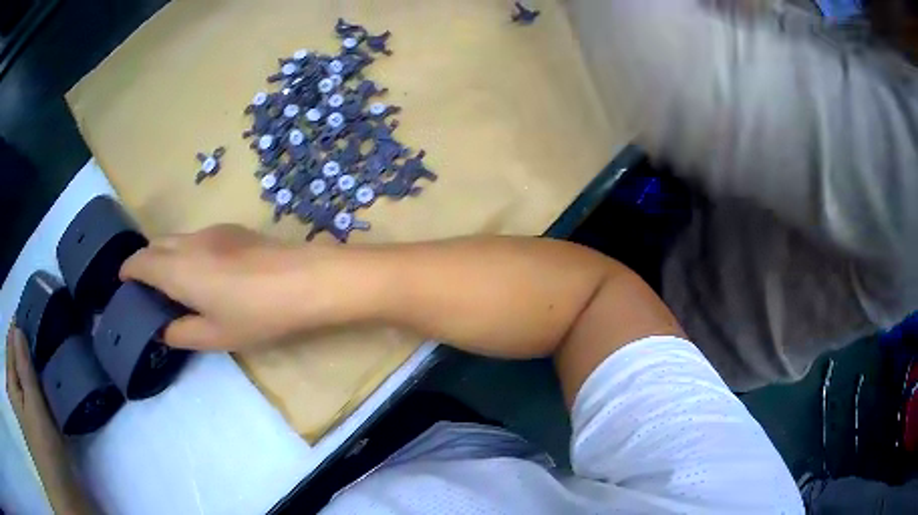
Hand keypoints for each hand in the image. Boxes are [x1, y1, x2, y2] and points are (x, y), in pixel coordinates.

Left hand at [6, 324, 65, 472]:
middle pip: (15, 357)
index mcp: (11, 379)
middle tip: (43, 335)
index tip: (35, 310)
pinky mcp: (29, 420)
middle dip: (25, 347)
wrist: (67, 501)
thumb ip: (24, 368)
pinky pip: (27, 391)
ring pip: (21, 374)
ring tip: (44, 356)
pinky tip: (43, 382)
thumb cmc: (48, 457)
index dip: (21, 326)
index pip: (11, 341)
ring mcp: (20, 406)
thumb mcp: (36, 412)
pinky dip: (33, 384)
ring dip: (30, 366)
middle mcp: (13, 388)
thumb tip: (18, 327)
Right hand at [120, 225, 340, 350]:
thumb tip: (162, 329)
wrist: (305, 280)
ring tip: (172, 283)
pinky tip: (202, 272)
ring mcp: (212, 231)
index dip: (127, 271)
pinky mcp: (232, 229)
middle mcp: (188, 243)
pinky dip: (185, 251)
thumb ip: (181, 332)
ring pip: (175, 238)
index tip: (123, 284)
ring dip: (165, 255)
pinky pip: (196, 237)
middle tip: (147, 289)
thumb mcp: (214, 335)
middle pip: (154, 245)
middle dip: (144, 262)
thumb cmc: (256, 314)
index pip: (139, 262)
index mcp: (176, 268)